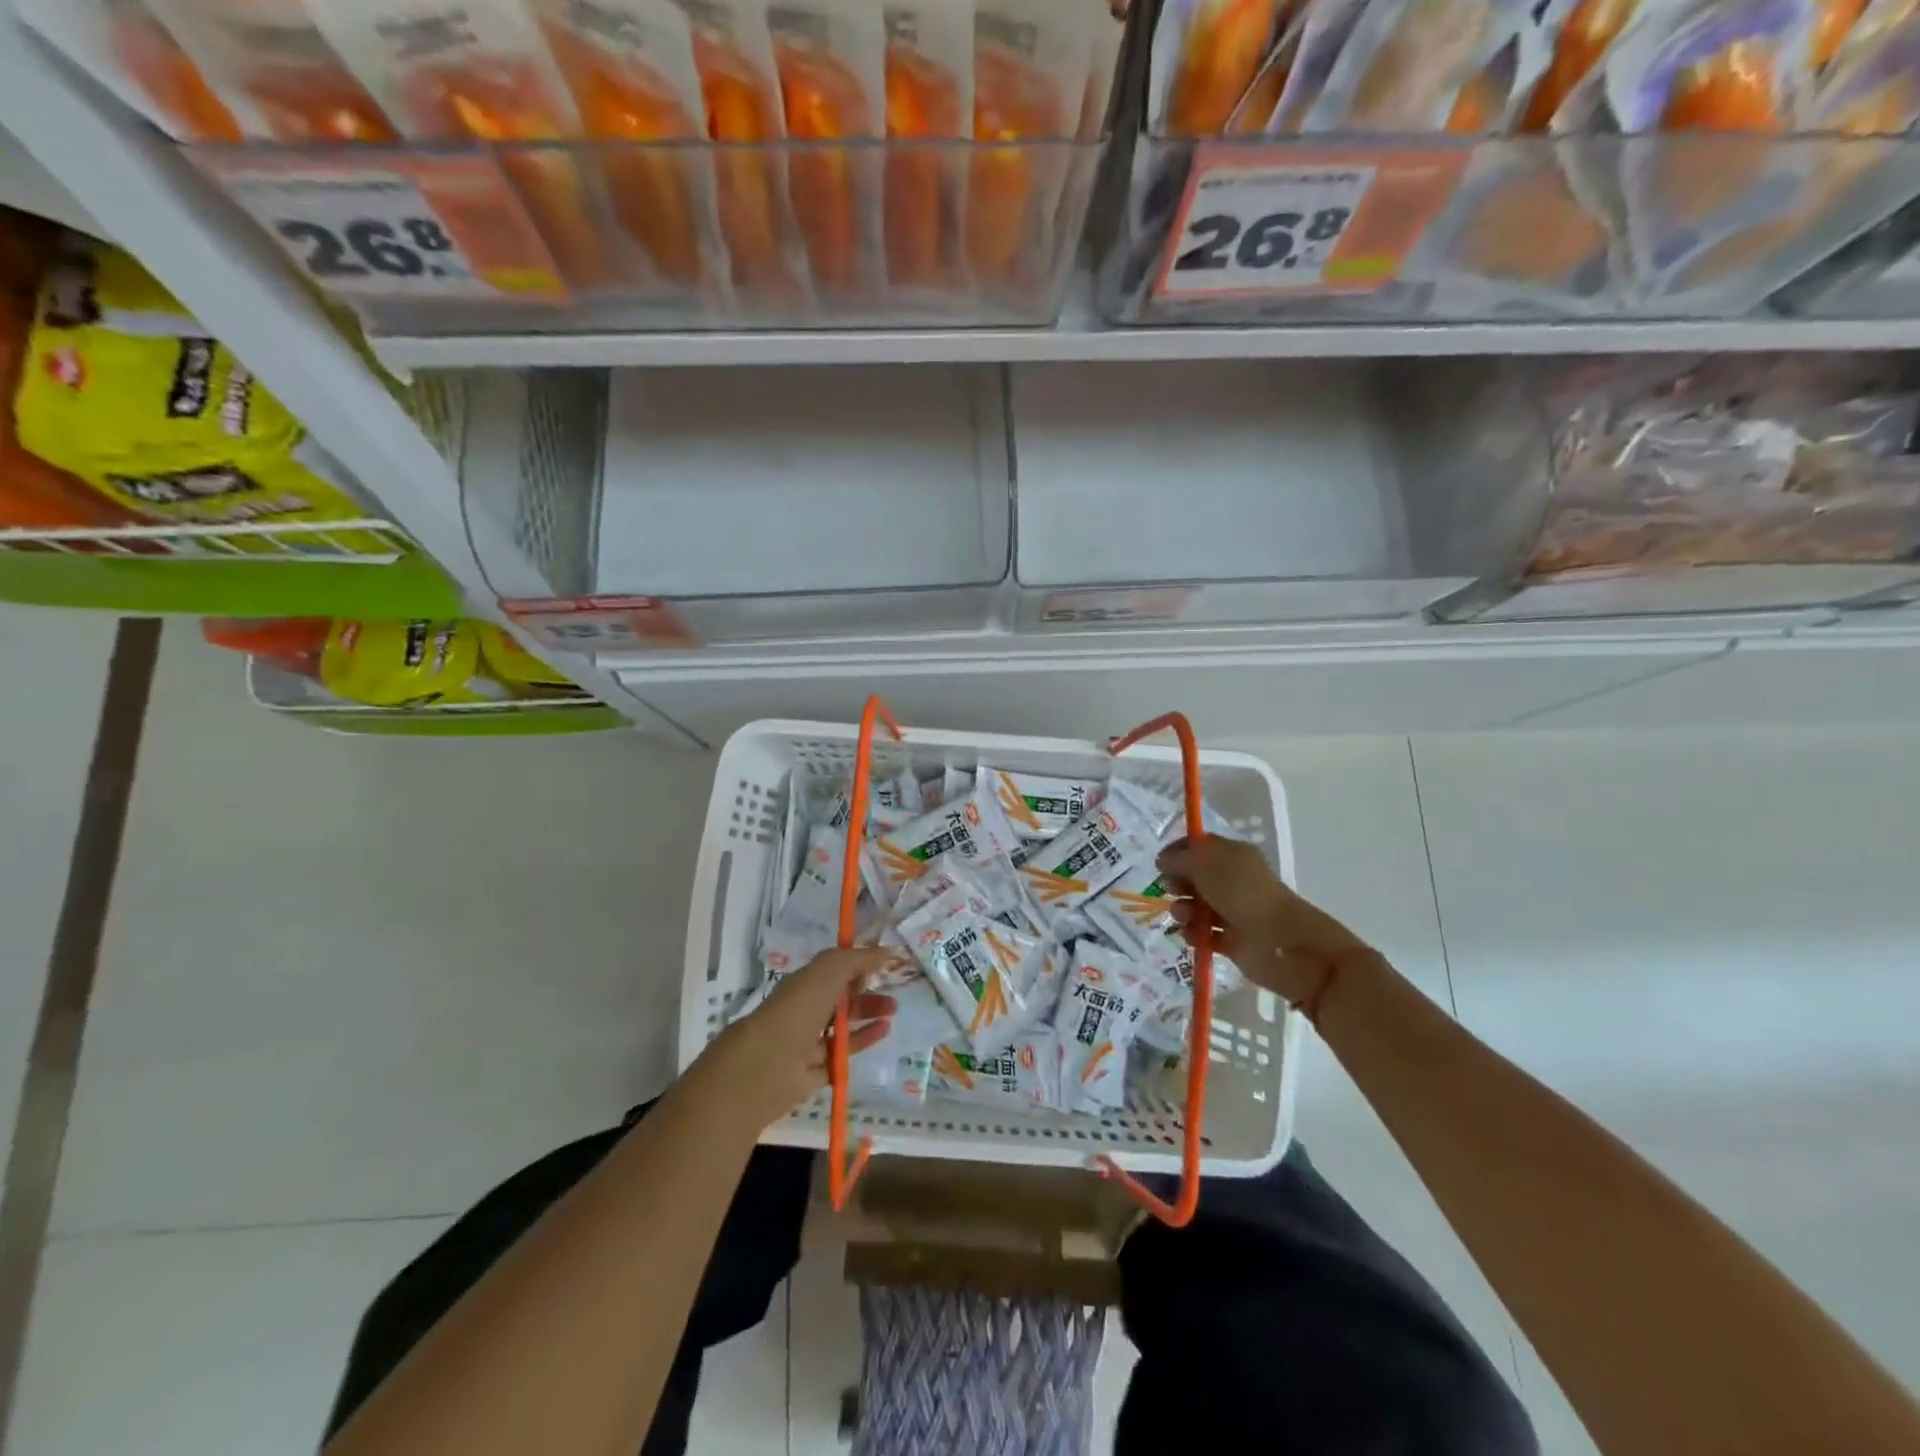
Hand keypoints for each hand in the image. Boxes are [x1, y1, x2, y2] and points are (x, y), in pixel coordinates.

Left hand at [685, 948, 896, 1133]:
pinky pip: (843, 1054)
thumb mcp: (830, 970)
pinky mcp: (814, 1072)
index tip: (884, 963)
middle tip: (893, 992)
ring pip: (842, 1027)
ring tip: (892, 1012)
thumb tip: (888, 951)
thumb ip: (859, 958)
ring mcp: (808, 1043)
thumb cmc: (798, 1008)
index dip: (858, 964)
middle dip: (867, 992)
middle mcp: (804, 1011)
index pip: (834, 970)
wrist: (768, 1064)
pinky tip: (883, 1032)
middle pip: (841, 998)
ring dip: (868, 1015)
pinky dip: (863, 1041)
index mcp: (804, 984)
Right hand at [1157, 836, 1374, 1005]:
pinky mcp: (1231, 940)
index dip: (1177, 852)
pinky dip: (1194, 934)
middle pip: (1193, 877)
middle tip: (1172, 890)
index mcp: (1233, 856)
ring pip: (1195, 906)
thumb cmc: (1244, 894)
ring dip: (1182, 910)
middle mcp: (1233, 881)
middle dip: (1177, 882)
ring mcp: (1232, 911)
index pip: (1199, 846)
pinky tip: (1194, 937)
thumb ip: (1181, 858)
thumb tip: (1163, 861)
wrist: (1280, 943)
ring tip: (1185, 918)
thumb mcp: (1208, 864)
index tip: (1159, 864)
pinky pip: (1202, 933)